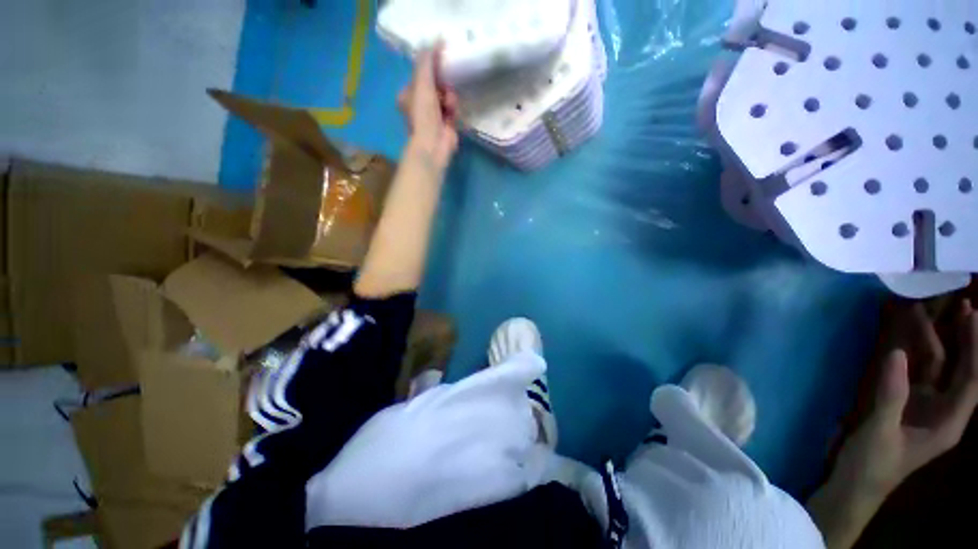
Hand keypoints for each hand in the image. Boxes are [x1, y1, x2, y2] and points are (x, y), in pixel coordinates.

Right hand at [304, 355, 547, 528]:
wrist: (367, 498)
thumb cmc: (385, 439)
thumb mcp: (412, 401)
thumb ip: (435, 387)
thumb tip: (436, 378)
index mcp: (479, 387)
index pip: (526, 366)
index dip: (525, 362)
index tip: (520, 365)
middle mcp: (501, 414)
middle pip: (527, 401)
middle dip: (513, 404)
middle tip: (492, 412)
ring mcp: (506, 451)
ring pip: (531, 432)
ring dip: (517, 432)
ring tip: (493, 440)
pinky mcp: (503, 487)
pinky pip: (532, 469)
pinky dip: (526, 464)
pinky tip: (507, 465)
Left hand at [398, 45, 458, 170]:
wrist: (434, 145)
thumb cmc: (424, 114)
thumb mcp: (422, 83)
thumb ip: (427, 61)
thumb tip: (436, 38)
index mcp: (409, 95)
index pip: (422, 74)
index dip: (432, 67)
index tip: (442, 60)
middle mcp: (420, 105)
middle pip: (436, 85)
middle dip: (443, 84)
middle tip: (446, 86)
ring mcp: (435, 116)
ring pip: (447, 96)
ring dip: (450, 97)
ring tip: (449, 104)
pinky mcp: (447, 124)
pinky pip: (454, 109)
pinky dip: (454, 109)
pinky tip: (453, 114)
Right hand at [834, 300, 977, 499]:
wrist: (854, 483)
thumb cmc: (874, 464)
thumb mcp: (882, 432)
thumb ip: (891, 395)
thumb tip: (896, 353)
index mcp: (948, 422)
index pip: (972, 379)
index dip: (975, 348)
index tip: (972, 316)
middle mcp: (941, 409)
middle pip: (955, 369)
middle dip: (957, 339)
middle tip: (954, 306)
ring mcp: (920, 405)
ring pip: (931, 368)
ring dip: (928, 342)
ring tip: (919, 315)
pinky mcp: (901, 403)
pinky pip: (909, 373)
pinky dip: (907, 354)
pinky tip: (900, 340)